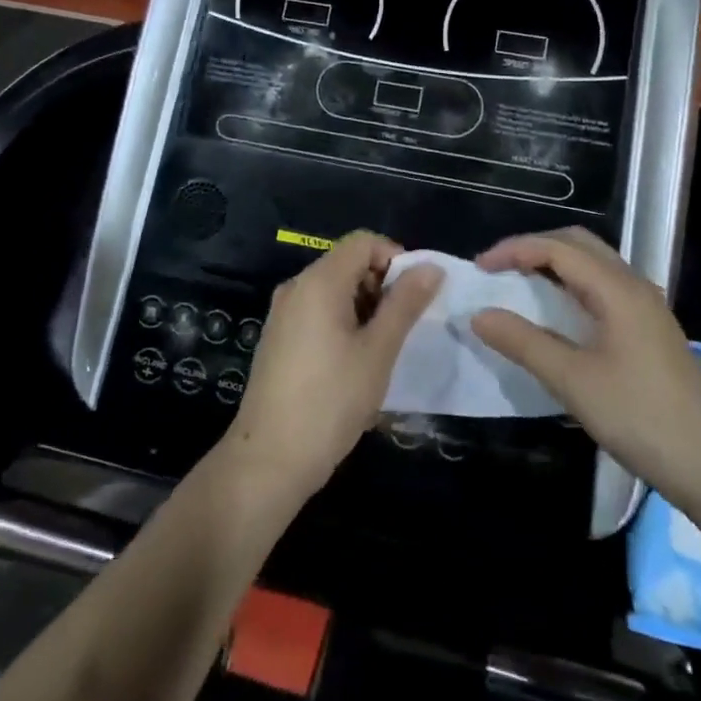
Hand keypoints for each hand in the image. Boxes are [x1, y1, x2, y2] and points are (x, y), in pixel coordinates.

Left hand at [224, 232, 441, 501]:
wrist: (269, 459)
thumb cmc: (331, 401)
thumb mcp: (378, 351)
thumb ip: (405, 304)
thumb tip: (431, 267)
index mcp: (319, 281)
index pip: (363, 241)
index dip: (395, 258)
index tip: (414, 296)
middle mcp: (296, 287)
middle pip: (347, 262)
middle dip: (381, 284)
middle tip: (401, 327)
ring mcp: (283, 313)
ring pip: (333, 289)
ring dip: (364, 306)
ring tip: (381, 349)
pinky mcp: (278, 337)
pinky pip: (317, 310)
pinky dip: (342, 321)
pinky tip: (353, 362)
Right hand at [470, 228, 700, 510]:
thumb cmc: (640, 417)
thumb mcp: (572, 381)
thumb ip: (523, 342)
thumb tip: (479, 314)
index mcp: (617, 289)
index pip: (557, 248)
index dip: (515, 250)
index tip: (480, 267)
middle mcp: (634, 286)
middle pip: (578, 244)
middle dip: (534, 247)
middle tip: (498, 269)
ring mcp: (646, 307)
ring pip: (593, 264)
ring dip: (554, 264)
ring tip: (519, 285)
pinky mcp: (650, 329)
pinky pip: (603, 287)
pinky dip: (572, 285)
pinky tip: (558, 313)